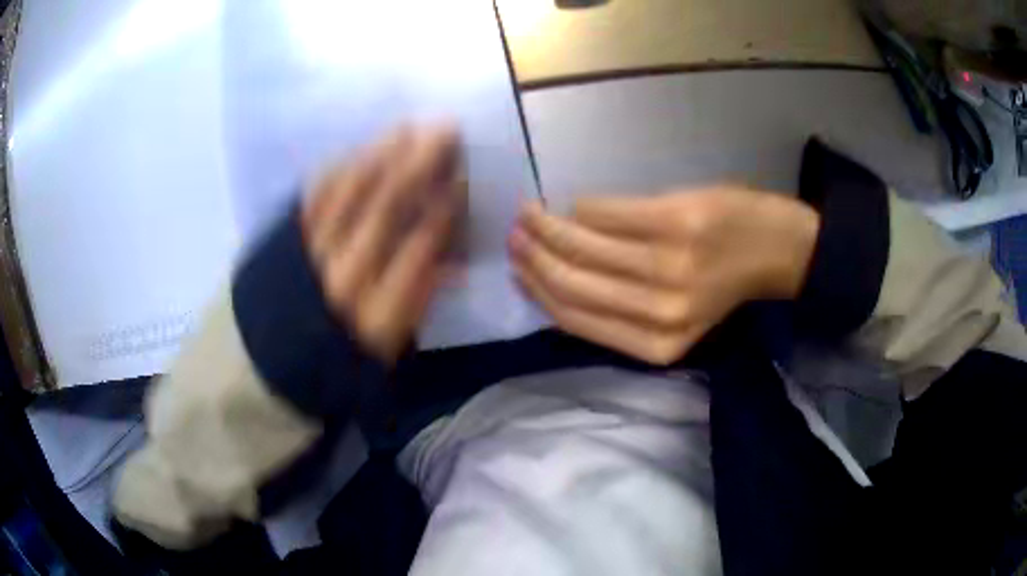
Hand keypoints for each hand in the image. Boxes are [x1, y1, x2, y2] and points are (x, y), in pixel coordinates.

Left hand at [301, 125, 464, 362]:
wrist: (262, 369)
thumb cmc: (334, 365)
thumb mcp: (386, 349)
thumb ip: (420, 303)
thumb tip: (453, 260)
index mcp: (377, 312)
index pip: (418, 248)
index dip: (443, 208)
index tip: (462, 177)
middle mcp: (343, 277)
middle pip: (385, 210)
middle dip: (419, 166)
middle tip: (444, 131)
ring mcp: (309, 255)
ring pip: (349, 195)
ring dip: (380, 158)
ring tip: (406, 130)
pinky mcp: (282, 243)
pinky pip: (313, 198)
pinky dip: (338, 172)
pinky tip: (357, 152)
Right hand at [510, 187, 818, 364]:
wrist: (775, 248)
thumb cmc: (722, 283)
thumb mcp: (673, 315)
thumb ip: (619, 310)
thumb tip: (552, 278)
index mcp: (656, 345)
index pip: (573, 318)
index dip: (536, 290)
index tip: (516, 267)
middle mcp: (659, 313)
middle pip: (570, 282)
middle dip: (532, 255)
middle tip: (515, 233)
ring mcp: (667, 266)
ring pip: (580, 246)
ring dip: (546, 226)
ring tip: (529, 212)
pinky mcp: (673, 221)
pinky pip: (603, 212)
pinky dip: (581, 207)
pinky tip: (574, 204)